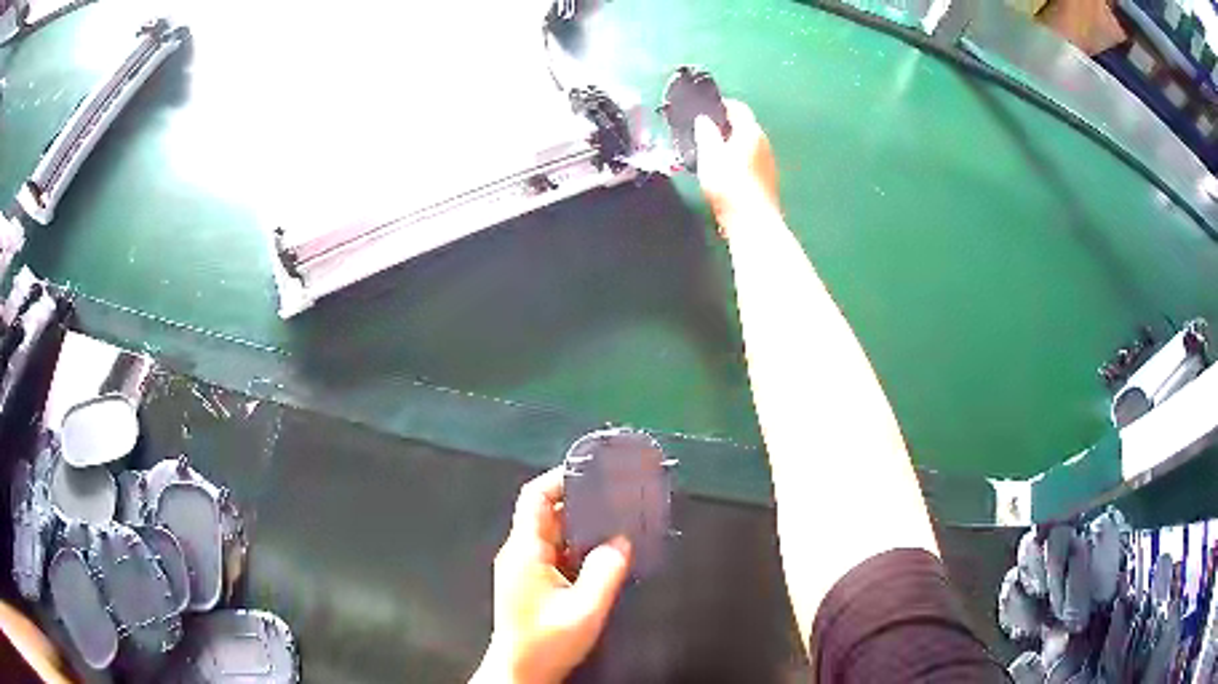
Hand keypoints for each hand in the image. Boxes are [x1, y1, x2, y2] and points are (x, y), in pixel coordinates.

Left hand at [473, 468, 631, 683]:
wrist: (520, 672)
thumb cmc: (546, 642)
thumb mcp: (584, 610)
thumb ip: (605, 572)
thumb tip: (621, 542)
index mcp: (525, 550)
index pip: (534, 497)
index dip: (560, 478)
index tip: (593, 473)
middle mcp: (520, 552)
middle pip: (546, 512)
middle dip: (580, 502)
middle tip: (617, 498)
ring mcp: (524, 567)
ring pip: (553, 533)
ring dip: (582, 527)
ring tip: (617, 522)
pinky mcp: (531, 581)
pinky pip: (555, 552)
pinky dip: (578, 547)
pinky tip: (604, 553)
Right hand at [694, 100, 779, 232]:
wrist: (753, 223)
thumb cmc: (729, 186)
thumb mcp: (710, 156)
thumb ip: (706, 134)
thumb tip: (705, 119)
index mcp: (751, 131)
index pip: (738, 107)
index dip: (720, 105)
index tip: (703, 110)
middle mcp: (763, 142)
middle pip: (744, 125)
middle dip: (725, 125)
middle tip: (703, 131)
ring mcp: (768, 161)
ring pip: (747, 143)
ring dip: (730, 143)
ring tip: (710, 151)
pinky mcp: (767, 179)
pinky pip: (750, 159)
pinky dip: (737, 158)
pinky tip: (724, 171)